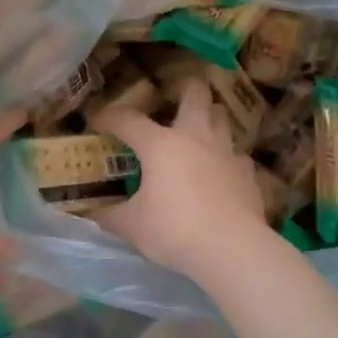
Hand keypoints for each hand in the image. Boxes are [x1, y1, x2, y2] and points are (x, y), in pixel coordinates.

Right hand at [87, 79, 267, 280]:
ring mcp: (226, 152)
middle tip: (175, 96)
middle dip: (185, 88)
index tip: (96, 121)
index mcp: (160, 144)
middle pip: (195, 94)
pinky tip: (220, 172)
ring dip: (209, 117)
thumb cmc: (173, 230)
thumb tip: (89, 212)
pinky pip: (236, 154)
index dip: (108, 117)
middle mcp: (195, 137)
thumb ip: (108, 215)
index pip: (127, 119)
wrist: (231, 249)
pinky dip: (226, 158)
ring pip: (221, 117)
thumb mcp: (131, 226)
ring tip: (198, 130)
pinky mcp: (247, 173)